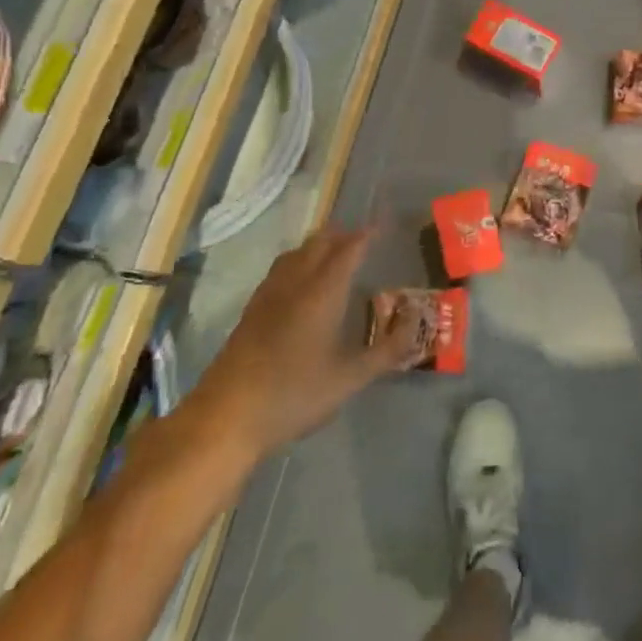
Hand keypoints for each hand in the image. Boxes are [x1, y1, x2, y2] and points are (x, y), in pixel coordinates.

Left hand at [176, 229, 413, 481]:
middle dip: (342, 234)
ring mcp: (268, 296)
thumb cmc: (294, 395)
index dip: (368, 233)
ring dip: (317, 245)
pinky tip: (299, 283)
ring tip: (334, 251)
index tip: (384, 222)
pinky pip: (279, 270)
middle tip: (363, 236)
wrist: (225, 418)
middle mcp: (295, 283)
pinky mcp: (250, 312)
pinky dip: (297, 261)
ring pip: (296, 253)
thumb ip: (388, 349)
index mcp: (323, 292)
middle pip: (319, 243)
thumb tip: (416, 320)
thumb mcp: (350, 378)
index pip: (349, 249)